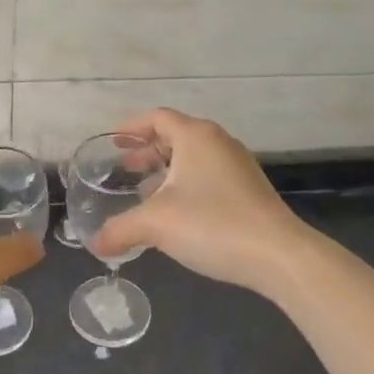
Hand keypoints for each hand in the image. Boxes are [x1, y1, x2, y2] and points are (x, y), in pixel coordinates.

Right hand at [87, 109, 309, 296]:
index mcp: (195, 136)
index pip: (157, 117)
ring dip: (166, 171)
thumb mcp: (156, 224)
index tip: (112, 142)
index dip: (131, 127)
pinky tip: (175, 214)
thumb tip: (94, 244)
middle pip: (175, 135)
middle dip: (147, 150)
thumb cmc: (212, 224)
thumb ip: (120, 230)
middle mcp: (218, 142)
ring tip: (144, 194)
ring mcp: (237, 166)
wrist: (278, 255)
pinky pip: (208, 176)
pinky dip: (186, 185)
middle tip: (124, 168)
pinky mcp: (248, 190)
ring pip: (193, 158)